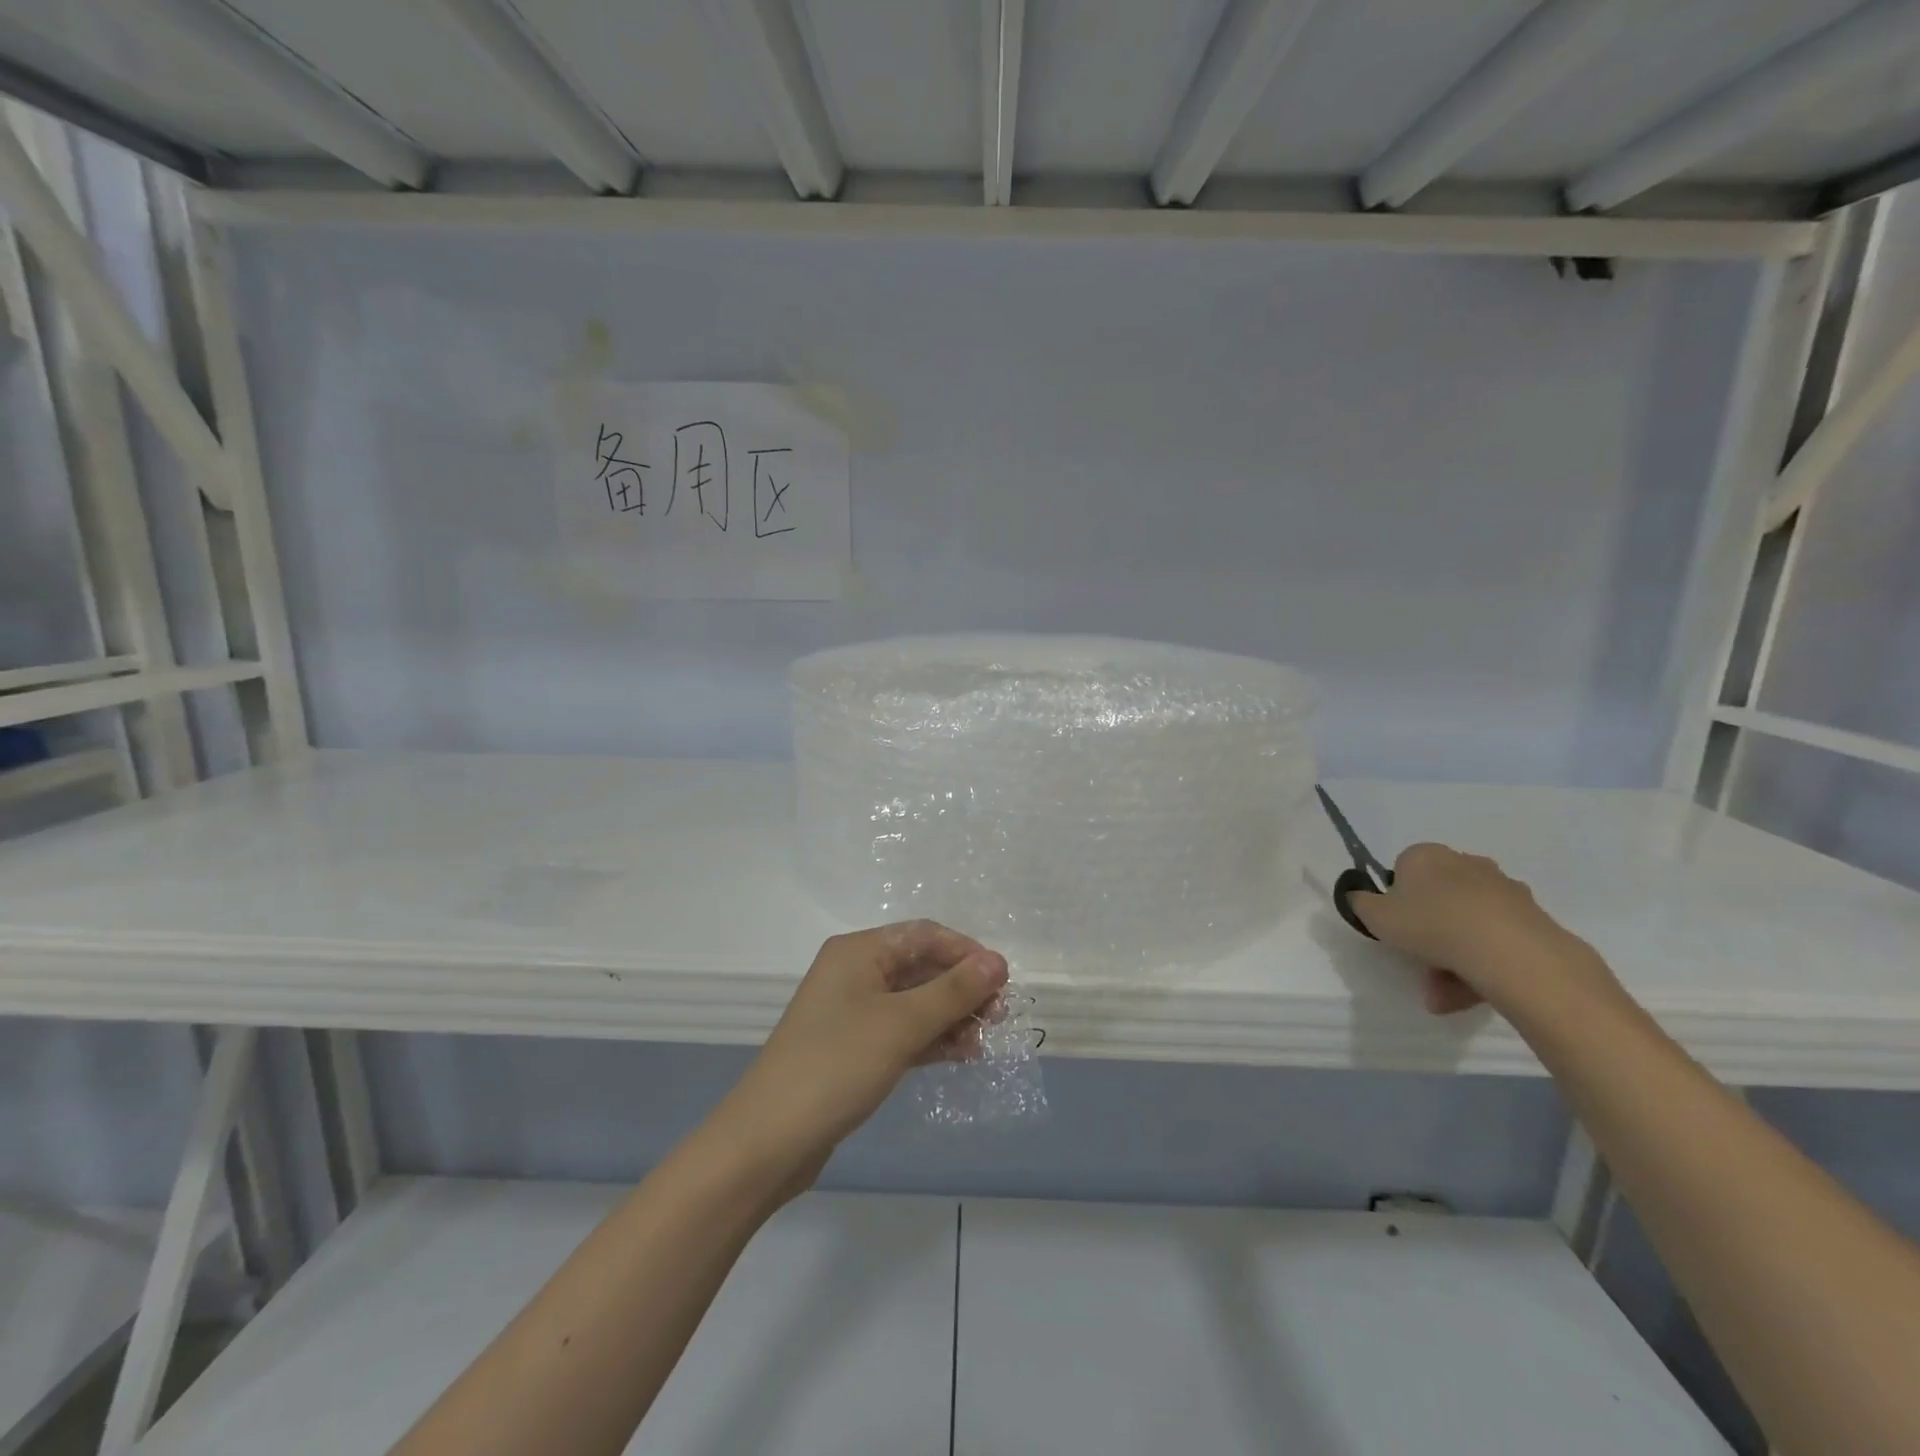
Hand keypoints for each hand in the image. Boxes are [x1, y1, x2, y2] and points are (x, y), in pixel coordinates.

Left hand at [715, 921, 1009, 1187]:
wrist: (768, 1141)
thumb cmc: (836, 1066)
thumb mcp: (901, 1024)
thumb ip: (953, 992)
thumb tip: (998, 962)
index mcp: (859, 951)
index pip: (924, 935)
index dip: (966, 953)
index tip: (1003, 982)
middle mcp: (855, 973)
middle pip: (921, 967)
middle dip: (962, 989)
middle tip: (1000, 1017)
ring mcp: (852, 1012)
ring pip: (915, 1002)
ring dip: (951, 1017)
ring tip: (986, 1041)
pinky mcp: (853, 1048)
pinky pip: (902, 1031)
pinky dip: (931, 1039)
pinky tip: (962, 1055)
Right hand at [1349, 843, 1616, 1017]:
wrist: (1508, 951)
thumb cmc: (1430, 924)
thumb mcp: (1374, 916)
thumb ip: (1359, 903)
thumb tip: (1358, 896)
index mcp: (1425, 855)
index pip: (1404, 870)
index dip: (1397, 900)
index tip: (1396, 926)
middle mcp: (1465, 863)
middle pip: (1438, 898)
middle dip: (1427, 932)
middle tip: (1418, 963)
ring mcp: (1503, 889)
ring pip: (1466, 923)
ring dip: (1452, 956)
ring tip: (1442, 994)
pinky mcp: (1531, 917)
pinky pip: (1495, 939)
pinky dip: (1481, 963)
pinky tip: (1472, 993)